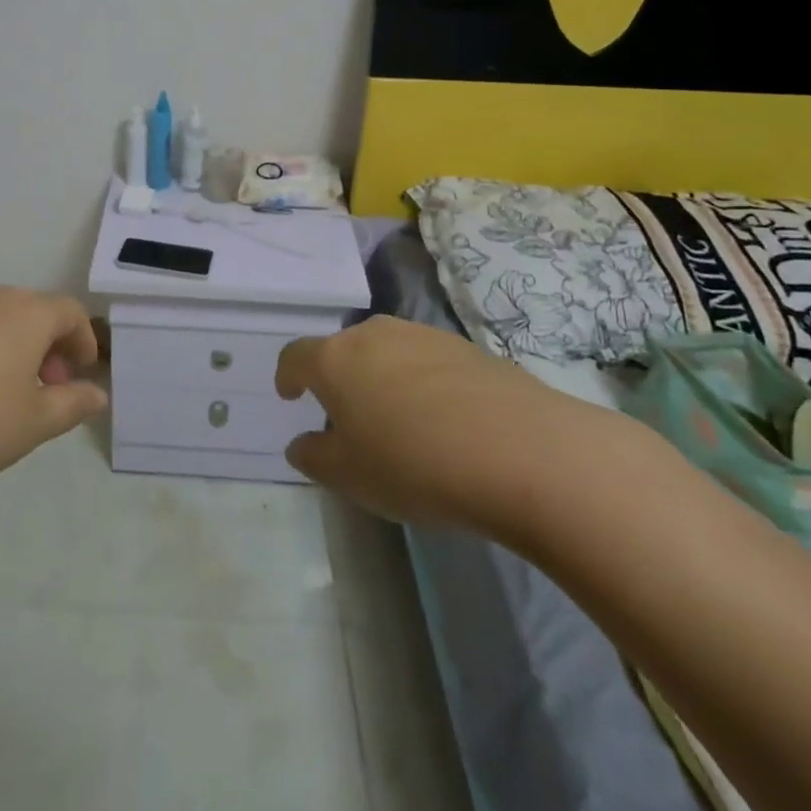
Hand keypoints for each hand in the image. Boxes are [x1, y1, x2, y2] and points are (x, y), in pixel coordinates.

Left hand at [0, 284, 107, 499]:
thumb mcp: (33, 424)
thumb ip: (72, 405)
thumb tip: (98, 395)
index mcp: (28, 313)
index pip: (71, 312)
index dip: (83, 341)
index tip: (79, 375)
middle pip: (34, 311)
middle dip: (49, 347)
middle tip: (46, 390)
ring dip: (14, 347)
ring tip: (5, 392)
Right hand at [276, 315, 635, 542]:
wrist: (522, 451)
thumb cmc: (415, 464)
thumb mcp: (350, 477)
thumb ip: (314, 457)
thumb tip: (301, 444)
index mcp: (335, 359)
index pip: (296, 356)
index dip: (287, 375)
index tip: (290, 395)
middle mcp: (375, 334)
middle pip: (344, 349)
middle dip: (339, 378)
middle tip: (348, 417)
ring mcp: (425, 336)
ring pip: (388, 351)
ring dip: (382, 378)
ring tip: (399, 421)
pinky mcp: (469, 348)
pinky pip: (428, 362)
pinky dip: (423, 384)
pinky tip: (444, 421)